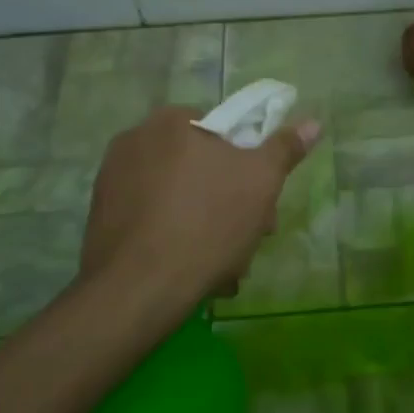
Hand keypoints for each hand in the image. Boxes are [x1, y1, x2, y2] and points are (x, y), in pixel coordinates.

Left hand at [80, 106, 322, 307]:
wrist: (137, 291)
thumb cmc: (207, 223)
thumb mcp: (261, 182)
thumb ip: (284, 148)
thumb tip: (312, 123)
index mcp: (170, 121)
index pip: (220, 130)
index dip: (247, 163)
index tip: (261, 199)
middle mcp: (134, 141)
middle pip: (199, 166)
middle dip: (228, 200)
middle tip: (248, 235)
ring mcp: (112, 182)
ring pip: (177, 197)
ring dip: (205, 224)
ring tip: (224, 266)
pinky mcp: (100, 220)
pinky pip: (151, 220)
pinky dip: (173, 239)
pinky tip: (192, 271)